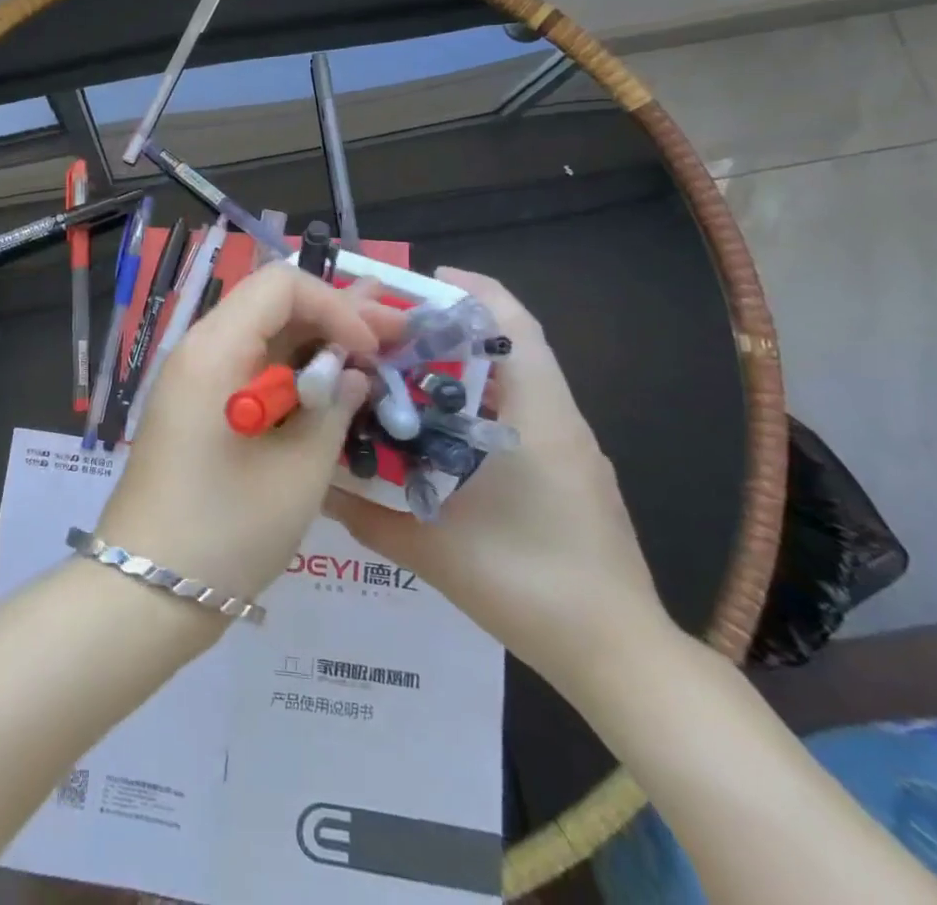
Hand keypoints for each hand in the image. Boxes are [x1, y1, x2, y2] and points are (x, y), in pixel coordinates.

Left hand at [97, 262, 405, 602]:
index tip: (369, 353)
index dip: (335, 306)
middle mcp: (199, 350)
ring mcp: (194, 379)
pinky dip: (290, 374)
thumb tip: (352, 374)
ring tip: (371, 362)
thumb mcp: (298, 472)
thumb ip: (333, 409)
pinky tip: (328, 395)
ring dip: (316, 346)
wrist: (146, 592)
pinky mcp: (196, 408)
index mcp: (214, 349)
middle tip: (393, 340)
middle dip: (334, 318)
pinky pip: (249, 369)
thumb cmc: (225, 531)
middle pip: (272, 305)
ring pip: (263, 337)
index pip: (281, 284)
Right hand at [324, 269, 669, 693]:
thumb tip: (315, 487)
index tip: (423, 280)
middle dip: (454, 326)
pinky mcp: (572, 472)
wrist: (620, 656)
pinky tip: (442, 427)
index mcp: (537, 416)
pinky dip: (483, 399)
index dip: (472, 291)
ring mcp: (571, 447)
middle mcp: (559, 418)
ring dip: (468, 364)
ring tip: (408, 369)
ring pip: (518, 379)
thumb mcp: (434, 550)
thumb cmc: (530, 586)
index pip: (513, 325)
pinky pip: (524, 411)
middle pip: (512, 343)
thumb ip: (366, 516)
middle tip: (395, 329)